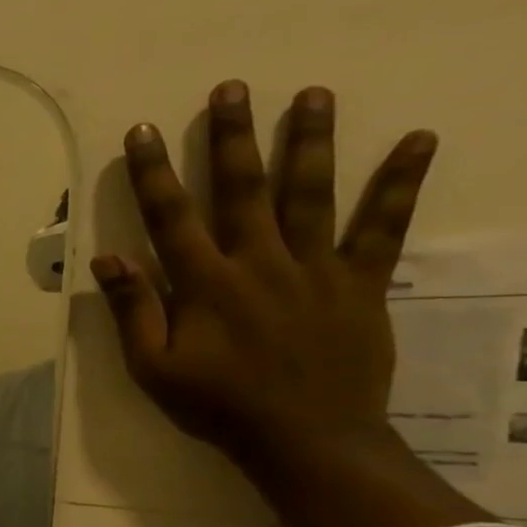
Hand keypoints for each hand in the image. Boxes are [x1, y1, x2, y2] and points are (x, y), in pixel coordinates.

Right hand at [91, 80, 486, 526]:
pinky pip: (383, 227)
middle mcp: (259, 262)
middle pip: (243, 189)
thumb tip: (108, 258)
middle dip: (233, 137)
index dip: (153, 173)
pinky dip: (400, 184)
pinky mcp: (360, 282)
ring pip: (311, 194)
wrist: (306, 438)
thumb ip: (133, 310)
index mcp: (205, 284)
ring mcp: (315, 268)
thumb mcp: (153, 367)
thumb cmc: (217, 405)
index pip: (171, 217)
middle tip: (233, 88)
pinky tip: (418, 141)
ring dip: (310, 142)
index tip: (144, 131)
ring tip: (312, 94)